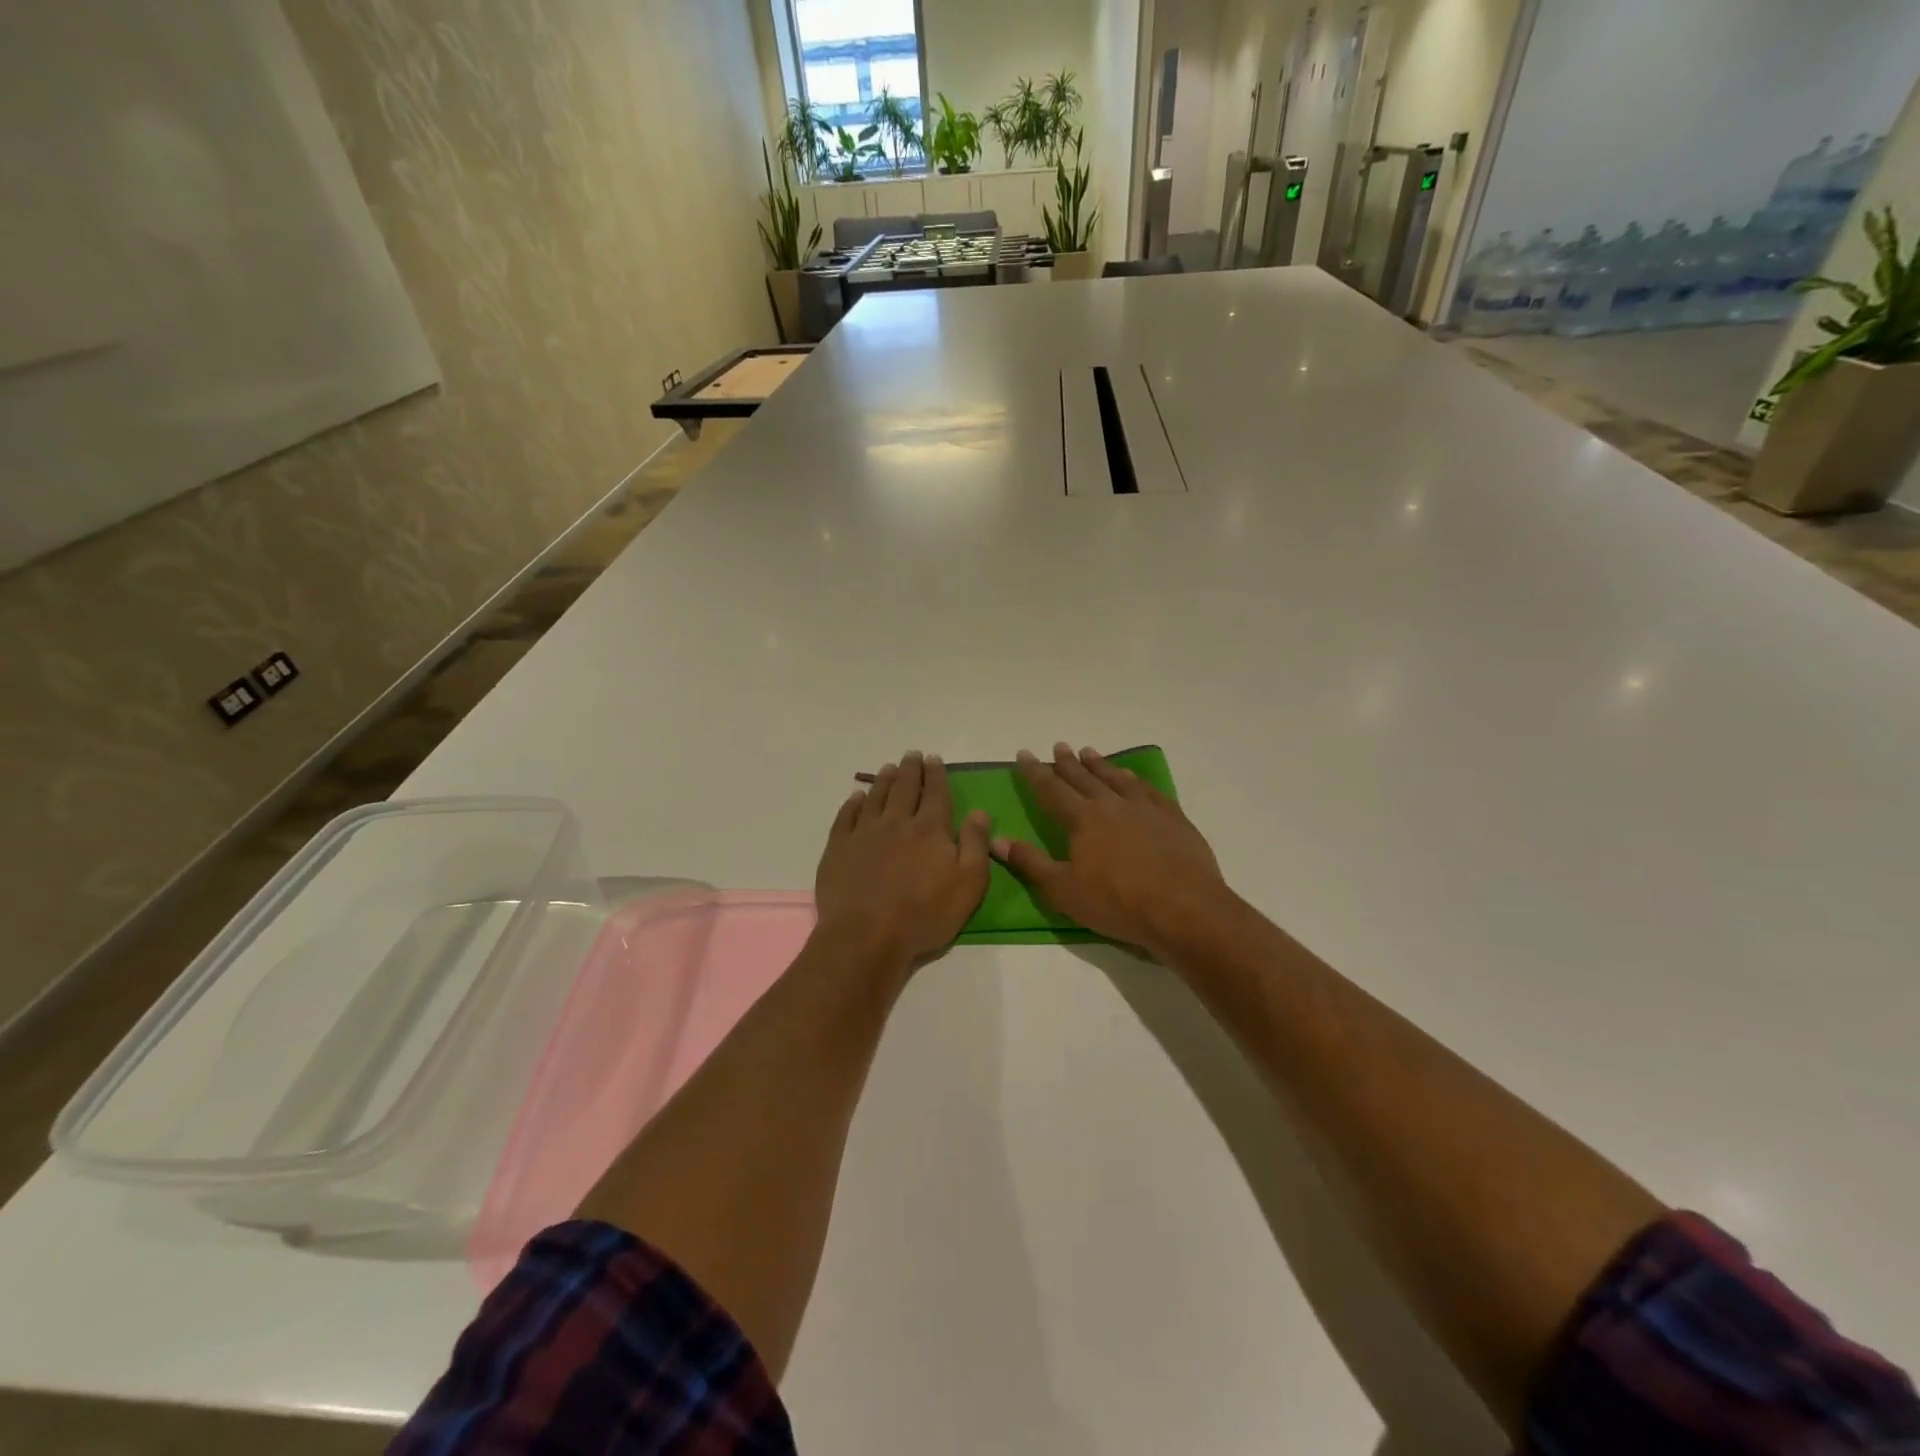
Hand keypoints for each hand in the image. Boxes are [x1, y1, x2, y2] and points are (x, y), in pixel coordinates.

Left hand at [814, 751, 991, 968]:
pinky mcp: (839, 848)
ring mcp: (864, 833)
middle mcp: (897, 823)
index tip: (934, 759)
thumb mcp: (968, 884)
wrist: (867, 936)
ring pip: (876, 797)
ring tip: (889, 768)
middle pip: (905, 788)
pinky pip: (847, 817)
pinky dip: (853, 803)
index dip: (936, 775)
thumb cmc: (924, 914)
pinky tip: (856, 797)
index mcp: (930, 830)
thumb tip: (979, 811)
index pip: (936, 794)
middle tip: (912, 754)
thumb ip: (975, 845)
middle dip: (911, 769)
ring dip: (884, 780)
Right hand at [993, 742, 1232, 957]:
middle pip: (1084, 778)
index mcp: (1082, 819)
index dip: (1036, 772)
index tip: (1025, 754)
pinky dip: (1136, 780)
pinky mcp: (1172, 818)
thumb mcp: (1063, 890)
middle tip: (1058, 745)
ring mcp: (1145, 808)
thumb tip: (996, 839)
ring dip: (1100, 765)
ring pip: (1116, 778)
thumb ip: (1030, 862)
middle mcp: (1112, 805)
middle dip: (1067, 762)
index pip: (1051, 790)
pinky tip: (1133, 777)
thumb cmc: (1117, 902)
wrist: (1184, 908)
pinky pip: (1149, 790)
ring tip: (1089, 752)